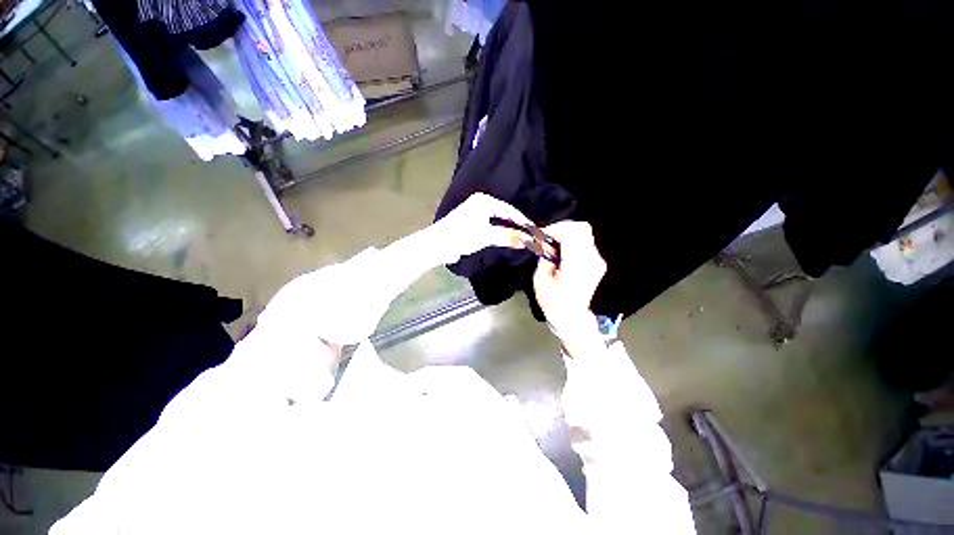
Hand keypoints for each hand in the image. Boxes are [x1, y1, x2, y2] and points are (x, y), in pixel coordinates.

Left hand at [437, 193, 532, 261]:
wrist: (437, 245)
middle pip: (504, 213)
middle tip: (530, 235)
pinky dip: (499, 230)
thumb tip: (527, 241)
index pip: (509, 210)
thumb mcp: (487, 236)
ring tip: (521, 237)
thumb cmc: (462, 236)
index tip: (535, 231)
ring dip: (508, 228)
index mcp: (484, 201)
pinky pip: (490, 224)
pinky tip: (505, 237)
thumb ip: (508, 237)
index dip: (523, 221)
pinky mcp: (470, 222)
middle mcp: (480, 202)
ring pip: (497, 219)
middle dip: (516, 224)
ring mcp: (475, 212)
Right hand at [532, 221, 606, 334]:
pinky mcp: (598, 263)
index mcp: (576, 265)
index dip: (555, 229)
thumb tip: (545, 243)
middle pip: (582, 228)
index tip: (542, 235)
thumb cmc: (553, 302)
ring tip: (553, 243)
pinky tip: (562, 250)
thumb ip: (544, 257)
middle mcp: (591, 260)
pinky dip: (573, 241)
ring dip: (567, 233)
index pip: (570, 234)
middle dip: (562, 227)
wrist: (572, 317)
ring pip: (584, 233)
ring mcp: (597, 261)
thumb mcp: (541, 280)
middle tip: (548, 236)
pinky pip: (585, 243)